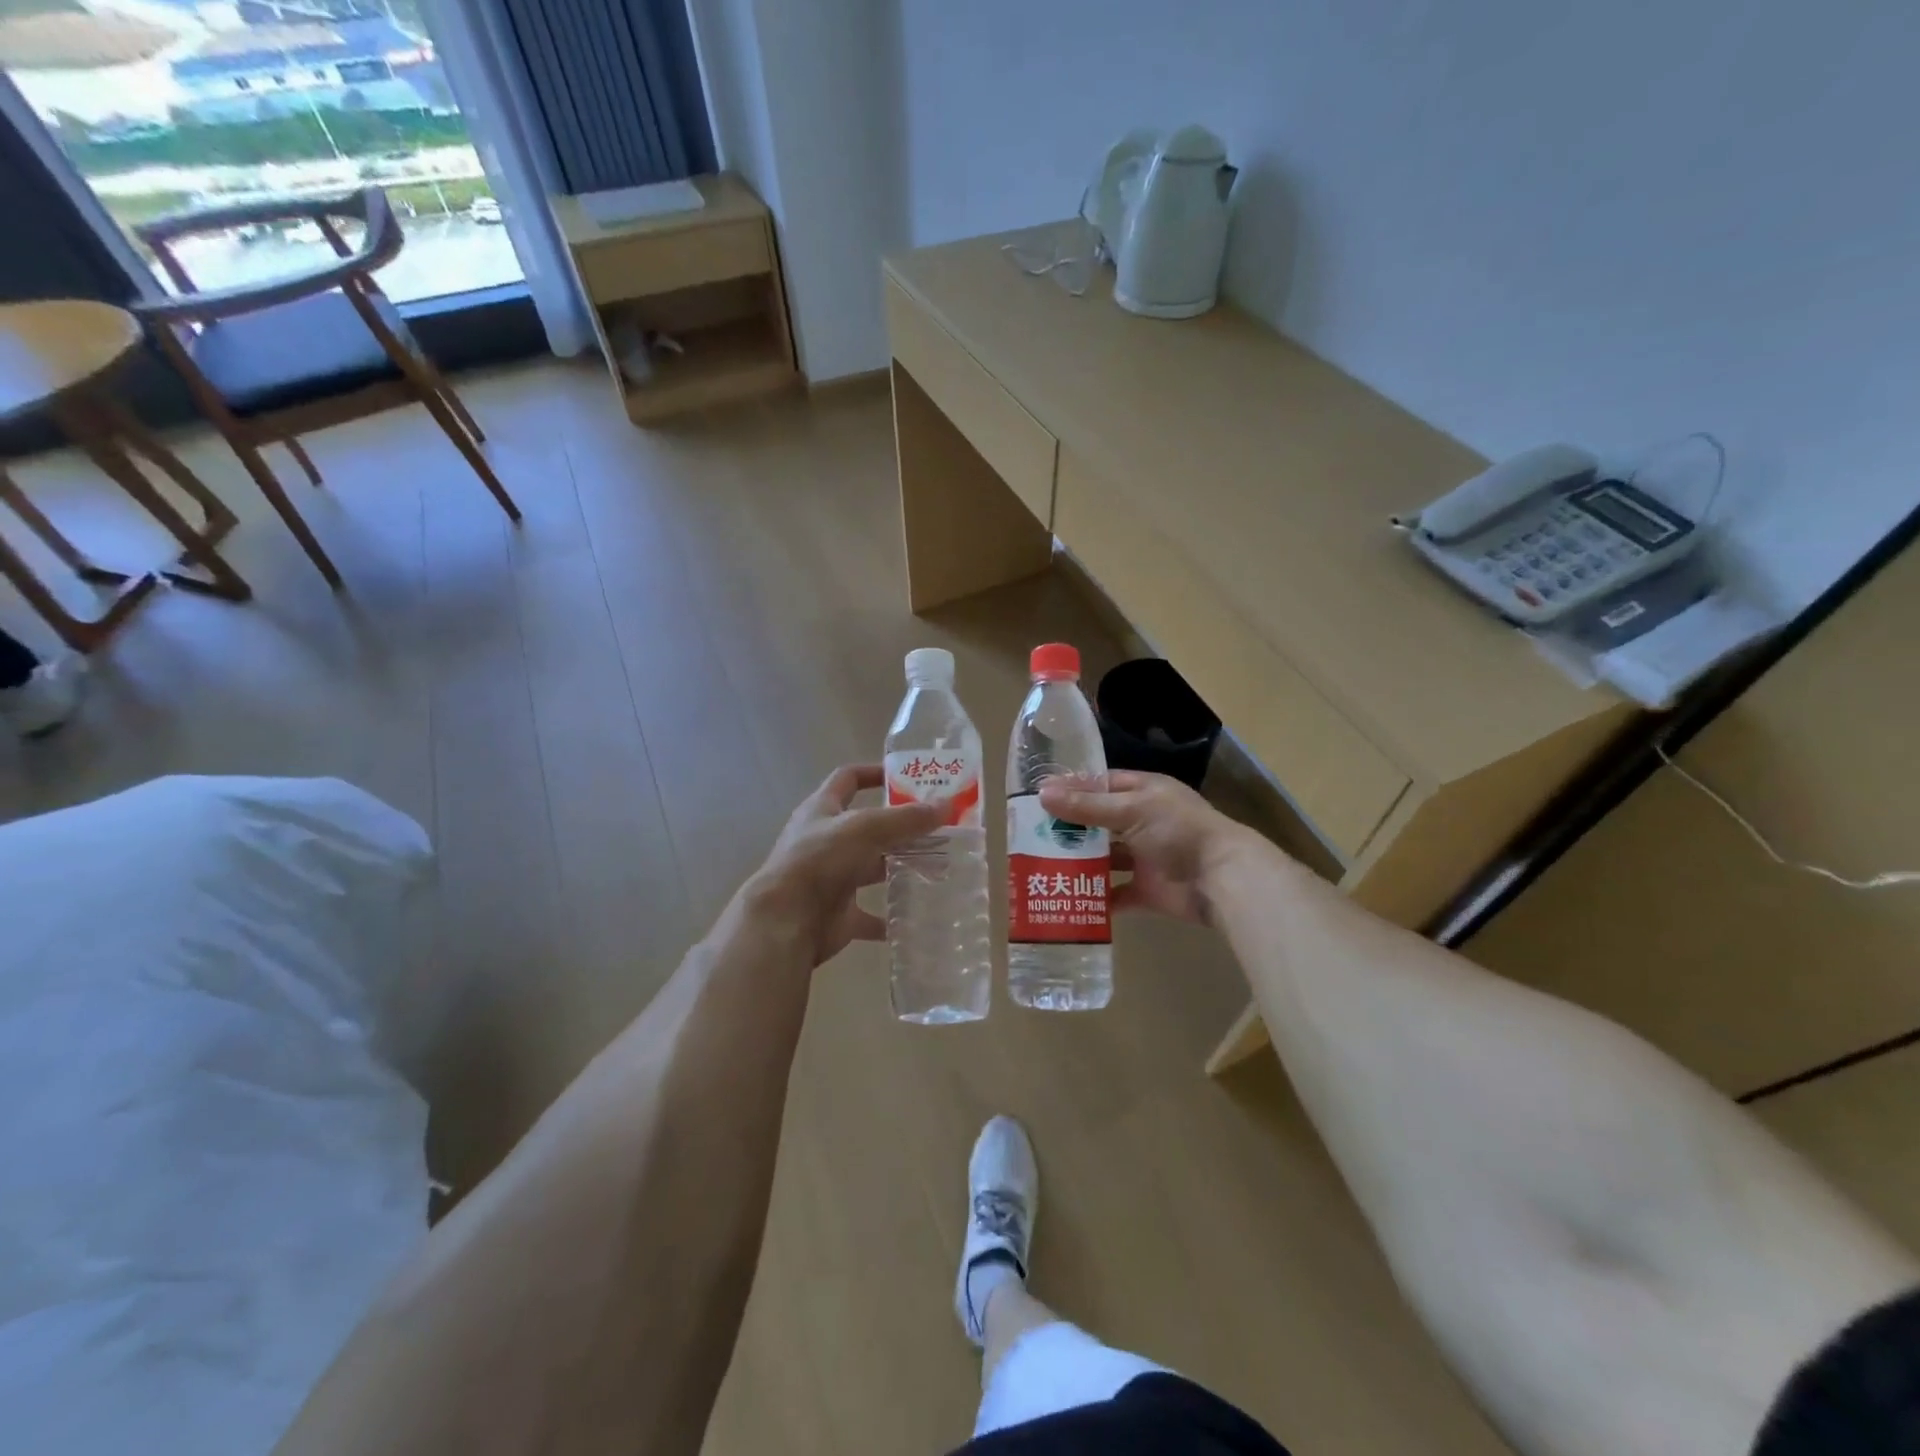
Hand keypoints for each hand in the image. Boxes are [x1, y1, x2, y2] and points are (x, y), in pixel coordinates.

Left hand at [747, 765, 945, 965]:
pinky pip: (872, 916)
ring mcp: (832, 879)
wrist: (785, 922)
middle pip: (868, 827)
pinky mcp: (839, 914)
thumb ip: (906, 818)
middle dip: (902, 828)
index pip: (848, 779)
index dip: (875, 773)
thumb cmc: (820, 861)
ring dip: (901, 869)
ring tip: (939, 867)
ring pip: (872, 869)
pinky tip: (919, 915)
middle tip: (940, 828)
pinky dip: (892, 917)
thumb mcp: (865, 829)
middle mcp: (826, 841)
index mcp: (823, 810)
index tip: (908, 778)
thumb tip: (946, 805)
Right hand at [1037, 770, 1265, 925]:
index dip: (1072, 790)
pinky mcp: (1146, 890)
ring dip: (1080, 863)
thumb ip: (1087, 806)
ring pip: (1104, 859)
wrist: (1221, 880)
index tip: (1038, 798)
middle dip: (1070, 829)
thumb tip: (1042, 794)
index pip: (1101, 784)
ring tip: (1042, 867)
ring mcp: (1144, 858)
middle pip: (1099, 823)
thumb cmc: (1178, 832)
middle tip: (1031, 835)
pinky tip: (1068, 898)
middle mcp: (1142, 822)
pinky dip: (1096, 898)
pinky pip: (1116, 894)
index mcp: (1143, 793)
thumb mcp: (1131, 810)